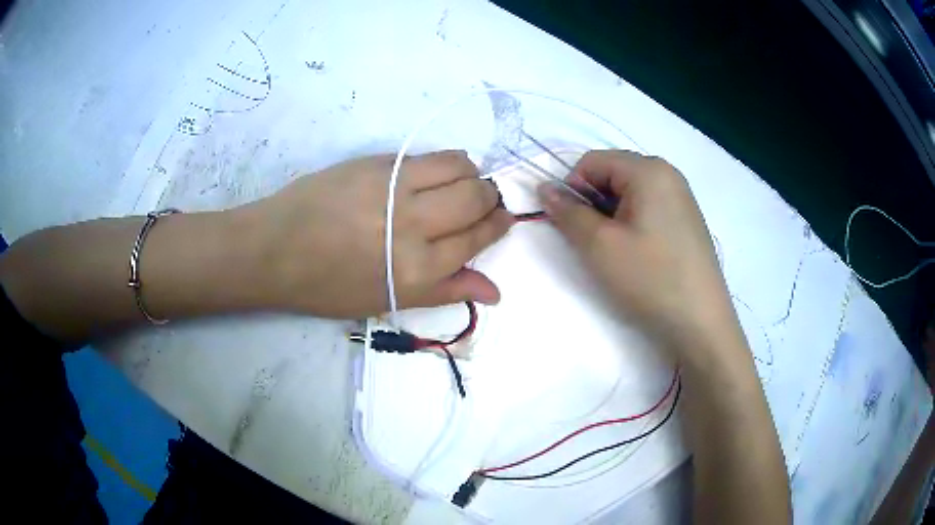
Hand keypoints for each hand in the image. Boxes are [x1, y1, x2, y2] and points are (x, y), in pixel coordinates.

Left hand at [241, 151, 513, 318]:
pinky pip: (428, 156)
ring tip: (463, 183)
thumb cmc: (329, 286)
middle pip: (476, 198)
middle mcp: (413, 225)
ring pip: (459, 167)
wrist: (276, 249)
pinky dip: (446, 162)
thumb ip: (446, 291)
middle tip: (484, 201)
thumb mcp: (388, 300)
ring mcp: (394, 187)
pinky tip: (437, 172)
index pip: (477, 238)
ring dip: (472, 174)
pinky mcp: (377, 163)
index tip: (503, 219)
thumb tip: (495, 292)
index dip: (497, 225)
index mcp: (418, 270)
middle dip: (490, 198)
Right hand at [539, 150, 740, 354]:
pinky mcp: (687, 219)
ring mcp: (682, 197)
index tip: (572, 224)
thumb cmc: (650, 279)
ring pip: (630, 192)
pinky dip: (632, 223)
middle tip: (593, 241)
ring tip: (616, 250)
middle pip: (613, 173)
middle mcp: (668, 174)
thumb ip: (568, 212)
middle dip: (593, 202)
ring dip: (611, 215)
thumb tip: (545, 188)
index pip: (592, 161)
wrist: (700, 322)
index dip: (572, 188)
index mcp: (649, 170)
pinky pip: (649, 207)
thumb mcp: (599, 246)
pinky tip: (638, 253)